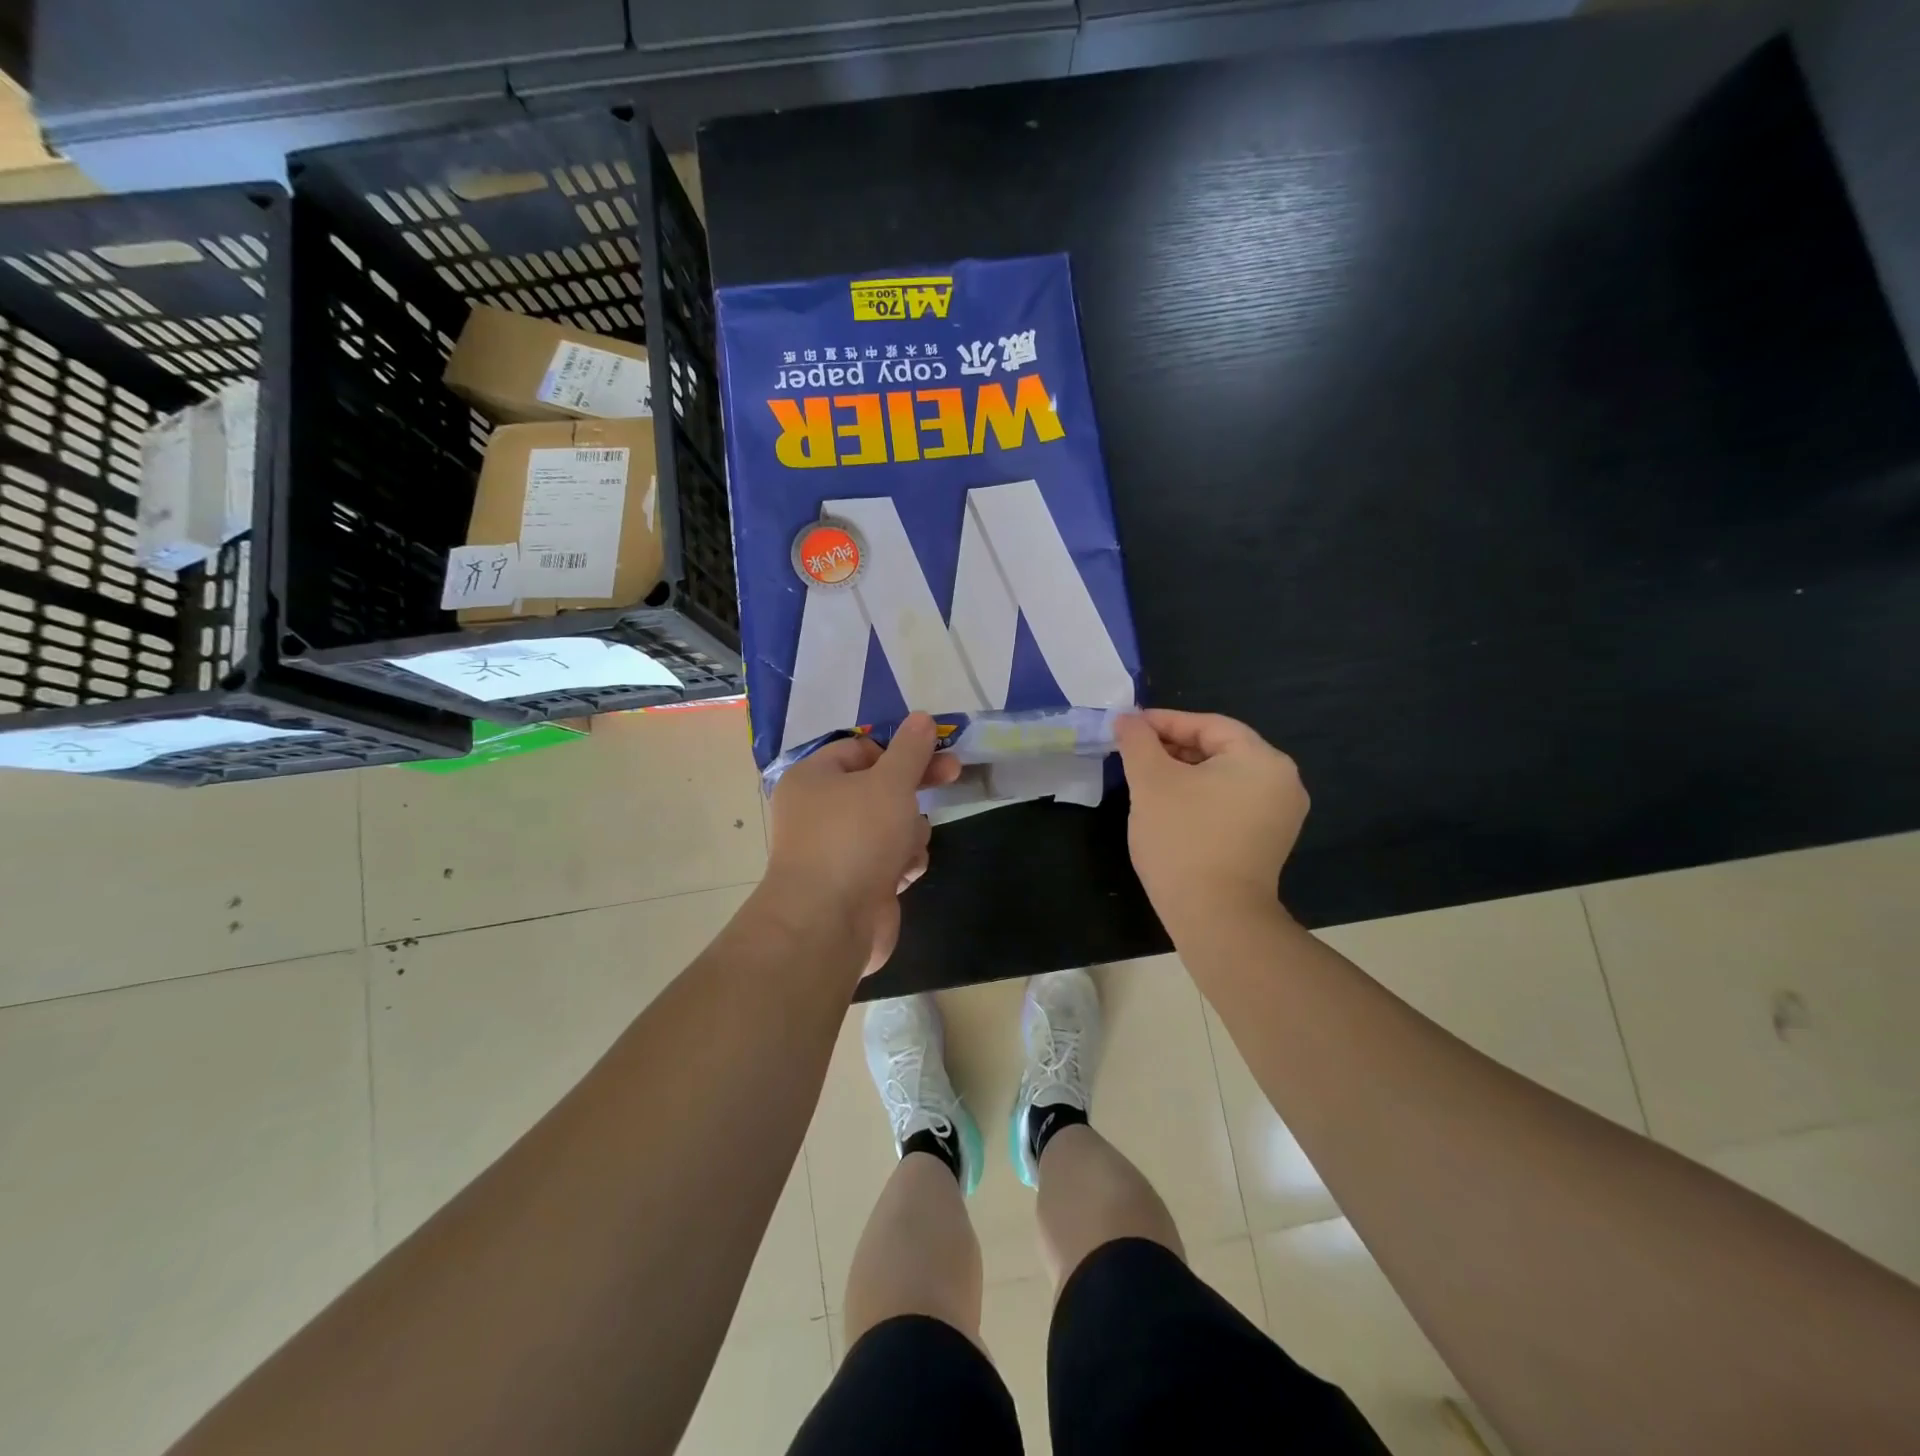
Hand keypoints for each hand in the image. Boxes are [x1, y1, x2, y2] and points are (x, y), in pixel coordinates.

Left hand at [765, 713, 961, 975]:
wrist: (828, 923)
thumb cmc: (855, 838)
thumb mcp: (890, 782)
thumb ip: (911, 750)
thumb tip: (923, 718)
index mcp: (814, 778)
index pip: (860, 749)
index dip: (898, 749)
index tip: (935, 751)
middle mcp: (819, 811)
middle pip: (879, 787)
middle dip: (914, 788)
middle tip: (953, 776)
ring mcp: (836, 850)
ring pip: (890, 825)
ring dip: (908, 832)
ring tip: (906, 848)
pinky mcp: (854, 883)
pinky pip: (888, 859)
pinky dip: (901, 863)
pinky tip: (903, 875)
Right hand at [1114, 710, 1308, 934]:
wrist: (1215, 916)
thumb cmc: (1183, 839)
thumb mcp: (1151, 782)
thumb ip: (1138, 742)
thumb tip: (1127, 719)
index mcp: (1262, 759)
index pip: (1208, 725)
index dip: (1164, 721)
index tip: (1128, 726)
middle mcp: (1282, 781)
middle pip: (1219, 749)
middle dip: (1173, 748)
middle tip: (1133, 753)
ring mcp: (1280, 814)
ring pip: (1224, 778)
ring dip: (1184, 773)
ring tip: (1145, 778)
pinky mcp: (1268, 841)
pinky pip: (1231, 803)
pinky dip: (1201, 797)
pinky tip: (1170, 807)